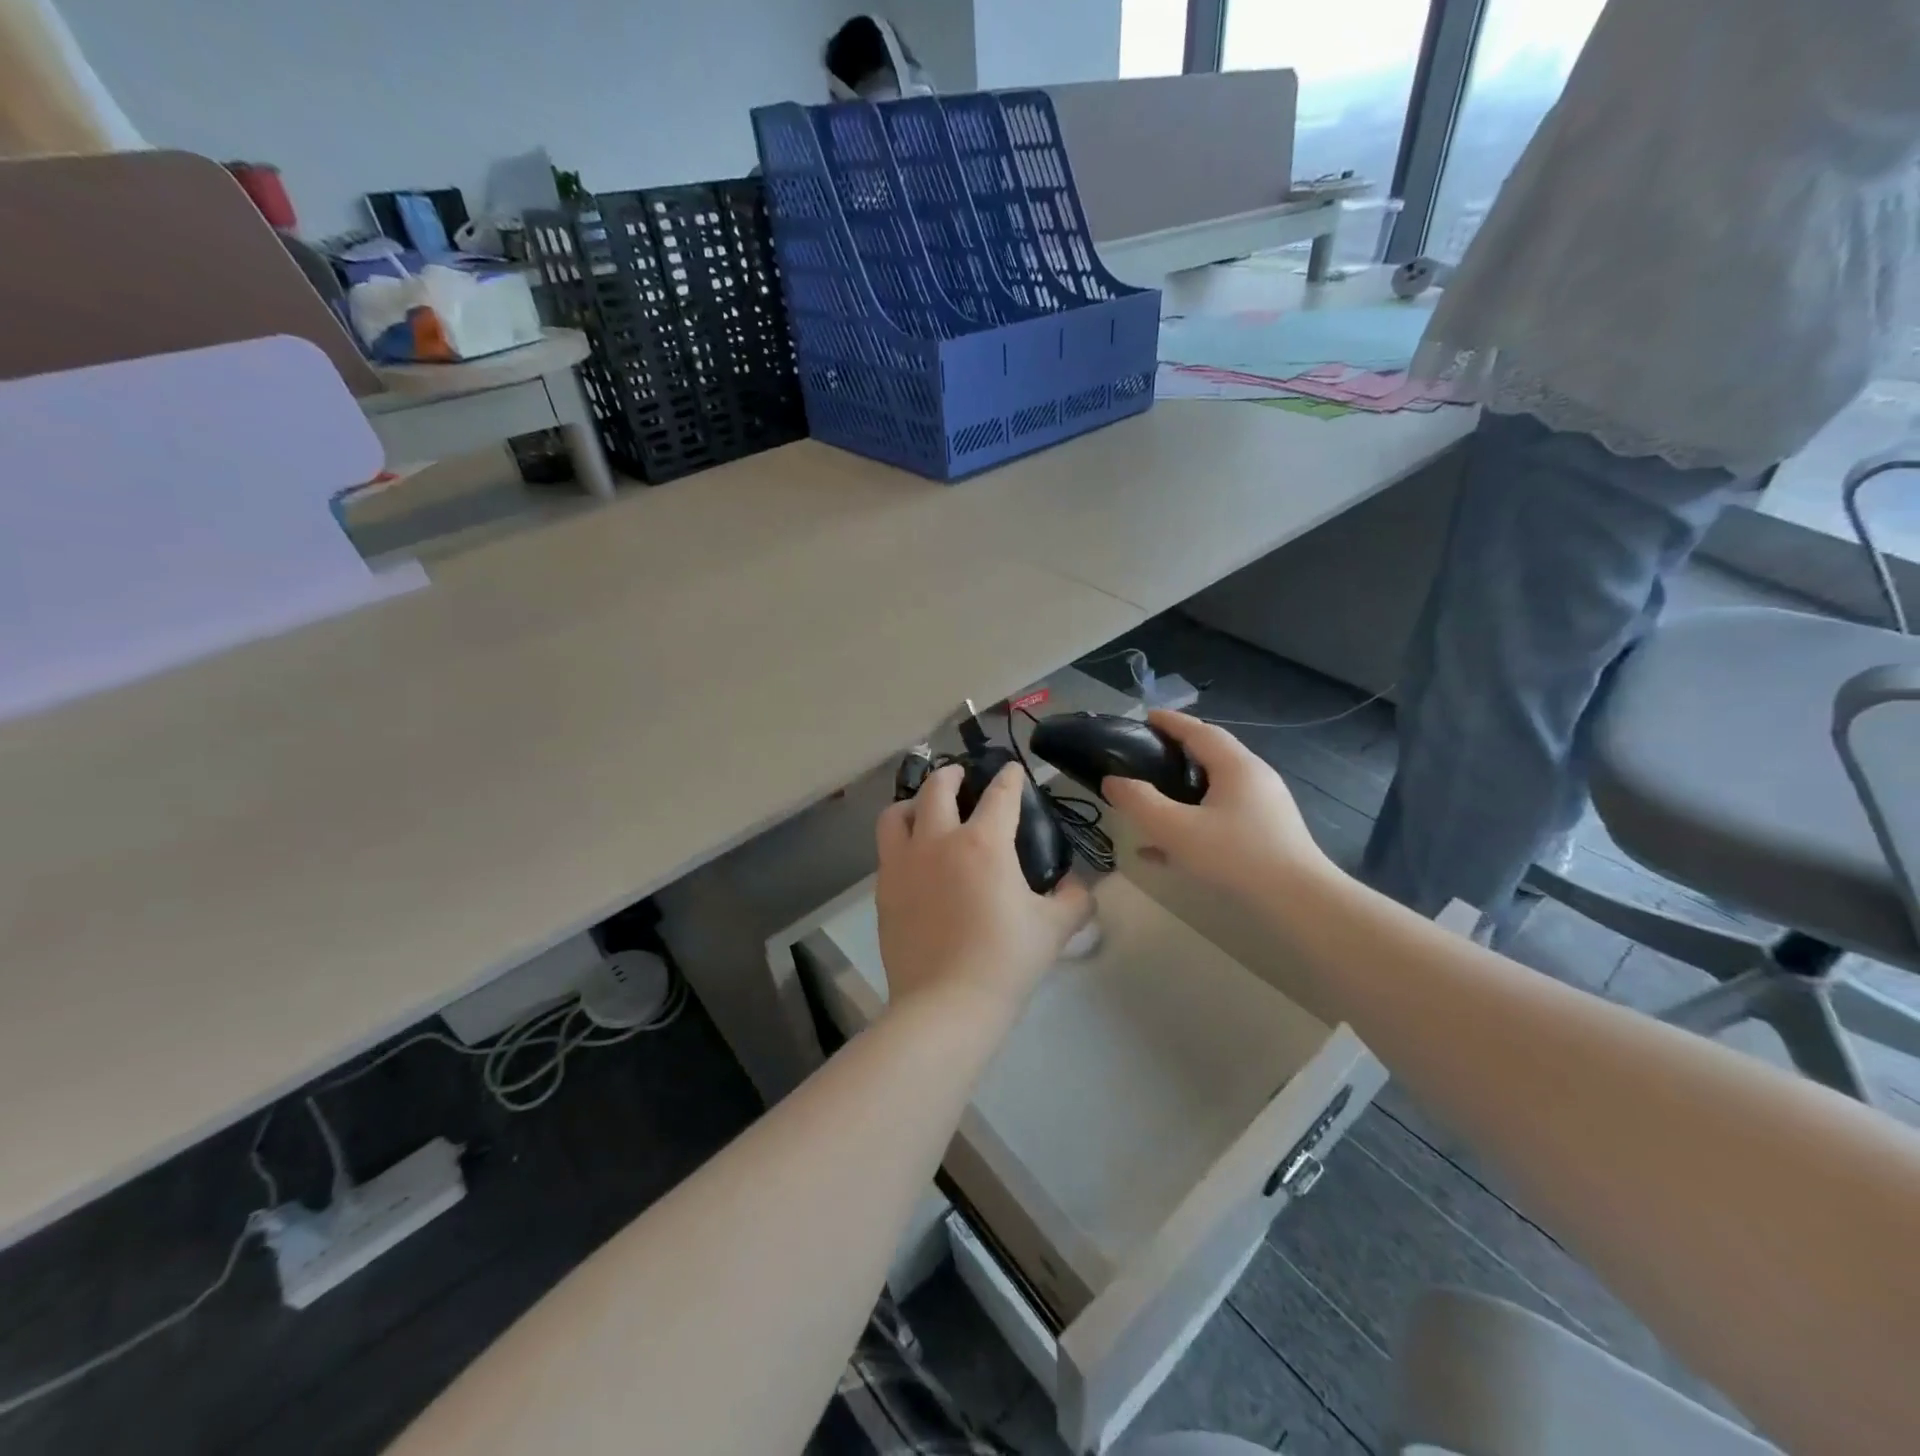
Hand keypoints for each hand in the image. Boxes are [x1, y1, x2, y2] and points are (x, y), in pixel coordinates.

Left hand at [874, 763, 1093, 1019]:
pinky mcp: (884, 890)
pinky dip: (900, 840)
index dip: (1010, 777)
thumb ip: (1073, 899)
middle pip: (937, 788)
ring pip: (897, 813)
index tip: (1013, 769)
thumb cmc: (1006, 961)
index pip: (1000, 794)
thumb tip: (1078, 886)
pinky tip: (913, 857)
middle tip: (961, 776)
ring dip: (912, 802)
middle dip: (951, 774)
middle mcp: (938, 841)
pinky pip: (887, 850)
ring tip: (923, 809)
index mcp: (983, 843)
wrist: (946, 1004)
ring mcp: (904, 864)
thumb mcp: (1054, 928)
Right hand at [1101, 711, 1333, 898]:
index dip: (1170, 722)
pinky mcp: (1268, 833)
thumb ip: (1140, 802)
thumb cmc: (1237, 856)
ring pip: (1216, 787)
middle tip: (1146, 755)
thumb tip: (1112, 781)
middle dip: (1178, 751)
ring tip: (1154, 797)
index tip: (1144, 717)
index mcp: (1236, 766)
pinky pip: (1223, 816)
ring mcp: (1264, 806)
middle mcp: (1254, 778)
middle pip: (1211, 755)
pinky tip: (1166, 849)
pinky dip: (1195, 820)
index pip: (1199, 731)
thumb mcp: (1177, 829)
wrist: (1300, 902)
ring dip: (1185, 787)